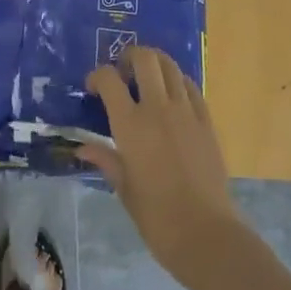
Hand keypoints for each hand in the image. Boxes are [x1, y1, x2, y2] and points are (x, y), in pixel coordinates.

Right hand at [79, 47, 246, 289]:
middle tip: (123, 71)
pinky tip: (172, 97)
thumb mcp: (124, 188)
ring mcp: (186, 112)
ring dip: (155, 64)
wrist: (206, 234)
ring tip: (147, 78)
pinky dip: (178, 83)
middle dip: (130, 56)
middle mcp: (158, 109)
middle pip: (145, 59)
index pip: (109, 79)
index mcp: (130, 125)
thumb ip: (105, 160)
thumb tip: (83, 147)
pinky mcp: (207, 122)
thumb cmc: (156, 216)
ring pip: (171, 67)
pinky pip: (192, 88)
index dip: (98, 76)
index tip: (94, 88)